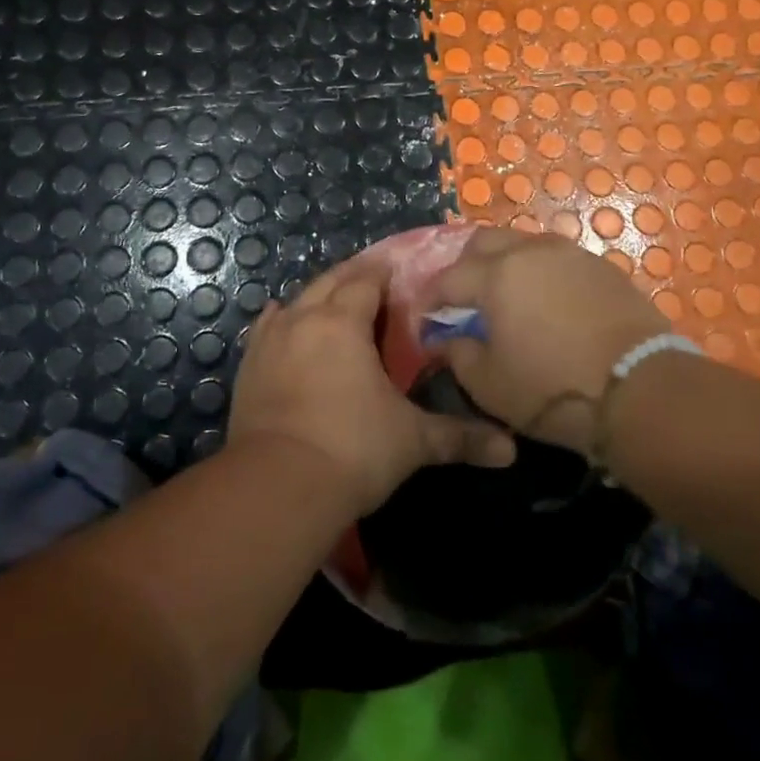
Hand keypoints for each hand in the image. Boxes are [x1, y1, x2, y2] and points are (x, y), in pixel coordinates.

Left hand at [229, 252, 516, 515]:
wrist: (278, 486)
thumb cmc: (353, 450)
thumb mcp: (413, 441)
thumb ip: (460, 437)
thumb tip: (510, 451)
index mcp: (345, 321)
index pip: (367, 280)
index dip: (384, 274)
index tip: (400, 274)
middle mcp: (305, 317)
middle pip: (331, 280)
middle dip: (354, 277)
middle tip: (374, 284)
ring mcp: (271, 339)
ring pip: (298, 300)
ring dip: (319, 296)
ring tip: (335, 303)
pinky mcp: (249, 365)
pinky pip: (267, 327)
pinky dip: (281, 319)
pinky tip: (284, 319)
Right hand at [429, 227, 669, 453]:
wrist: (643, 390)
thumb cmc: (554, 389)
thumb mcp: (490, 385)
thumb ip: (458, 355)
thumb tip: (446, 339)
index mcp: (495, 275)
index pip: (447, 278)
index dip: (430, 300)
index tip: (425, 321)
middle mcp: (529, 252)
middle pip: (483, 242)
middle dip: (464, 267)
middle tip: (463, 301)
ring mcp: (570, 254)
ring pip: (522, 245)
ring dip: (504, 265)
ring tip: (505, 299)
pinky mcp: (601, 267)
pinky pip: (556, 259)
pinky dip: (539, 273)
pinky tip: (545, 303)